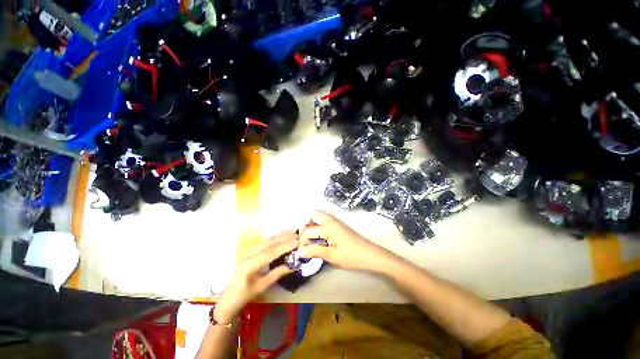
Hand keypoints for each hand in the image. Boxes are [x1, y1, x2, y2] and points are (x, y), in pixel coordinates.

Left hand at [214, 232, 297, 322]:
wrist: (228, 299)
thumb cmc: (244, 296)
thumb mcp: (262, 286)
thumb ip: (277, 274)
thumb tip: (294, 265)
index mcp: (249, 265)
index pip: (270, 252)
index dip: (285, 246)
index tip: (297, 242)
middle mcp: (248, 254)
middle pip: (269, 243)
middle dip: (285, 238)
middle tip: (299, 235)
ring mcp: (249, 251)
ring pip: (267, 240)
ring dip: (281, 235)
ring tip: (294, 232)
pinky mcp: (251, 251)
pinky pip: (265, 242)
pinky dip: (276, 238)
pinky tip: (283, 236)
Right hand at [297, 211, 391, 271]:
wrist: (370, 254)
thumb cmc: (351, 256)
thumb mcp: (332, 256)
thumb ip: (315, 251)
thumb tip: (300, 251)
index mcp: (328, 227)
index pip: (308, 231)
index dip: (302, 240)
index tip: (301, 250)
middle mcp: (331, 220)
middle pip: (313, 215)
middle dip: (305, 225)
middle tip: (304, 238)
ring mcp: (336, 221)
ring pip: (319, 215)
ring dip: (312, 223)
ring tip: (310, 237)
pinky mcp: (339, 224)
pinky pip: (325, 218)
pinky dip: (318, 223)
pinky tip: (319, 235)